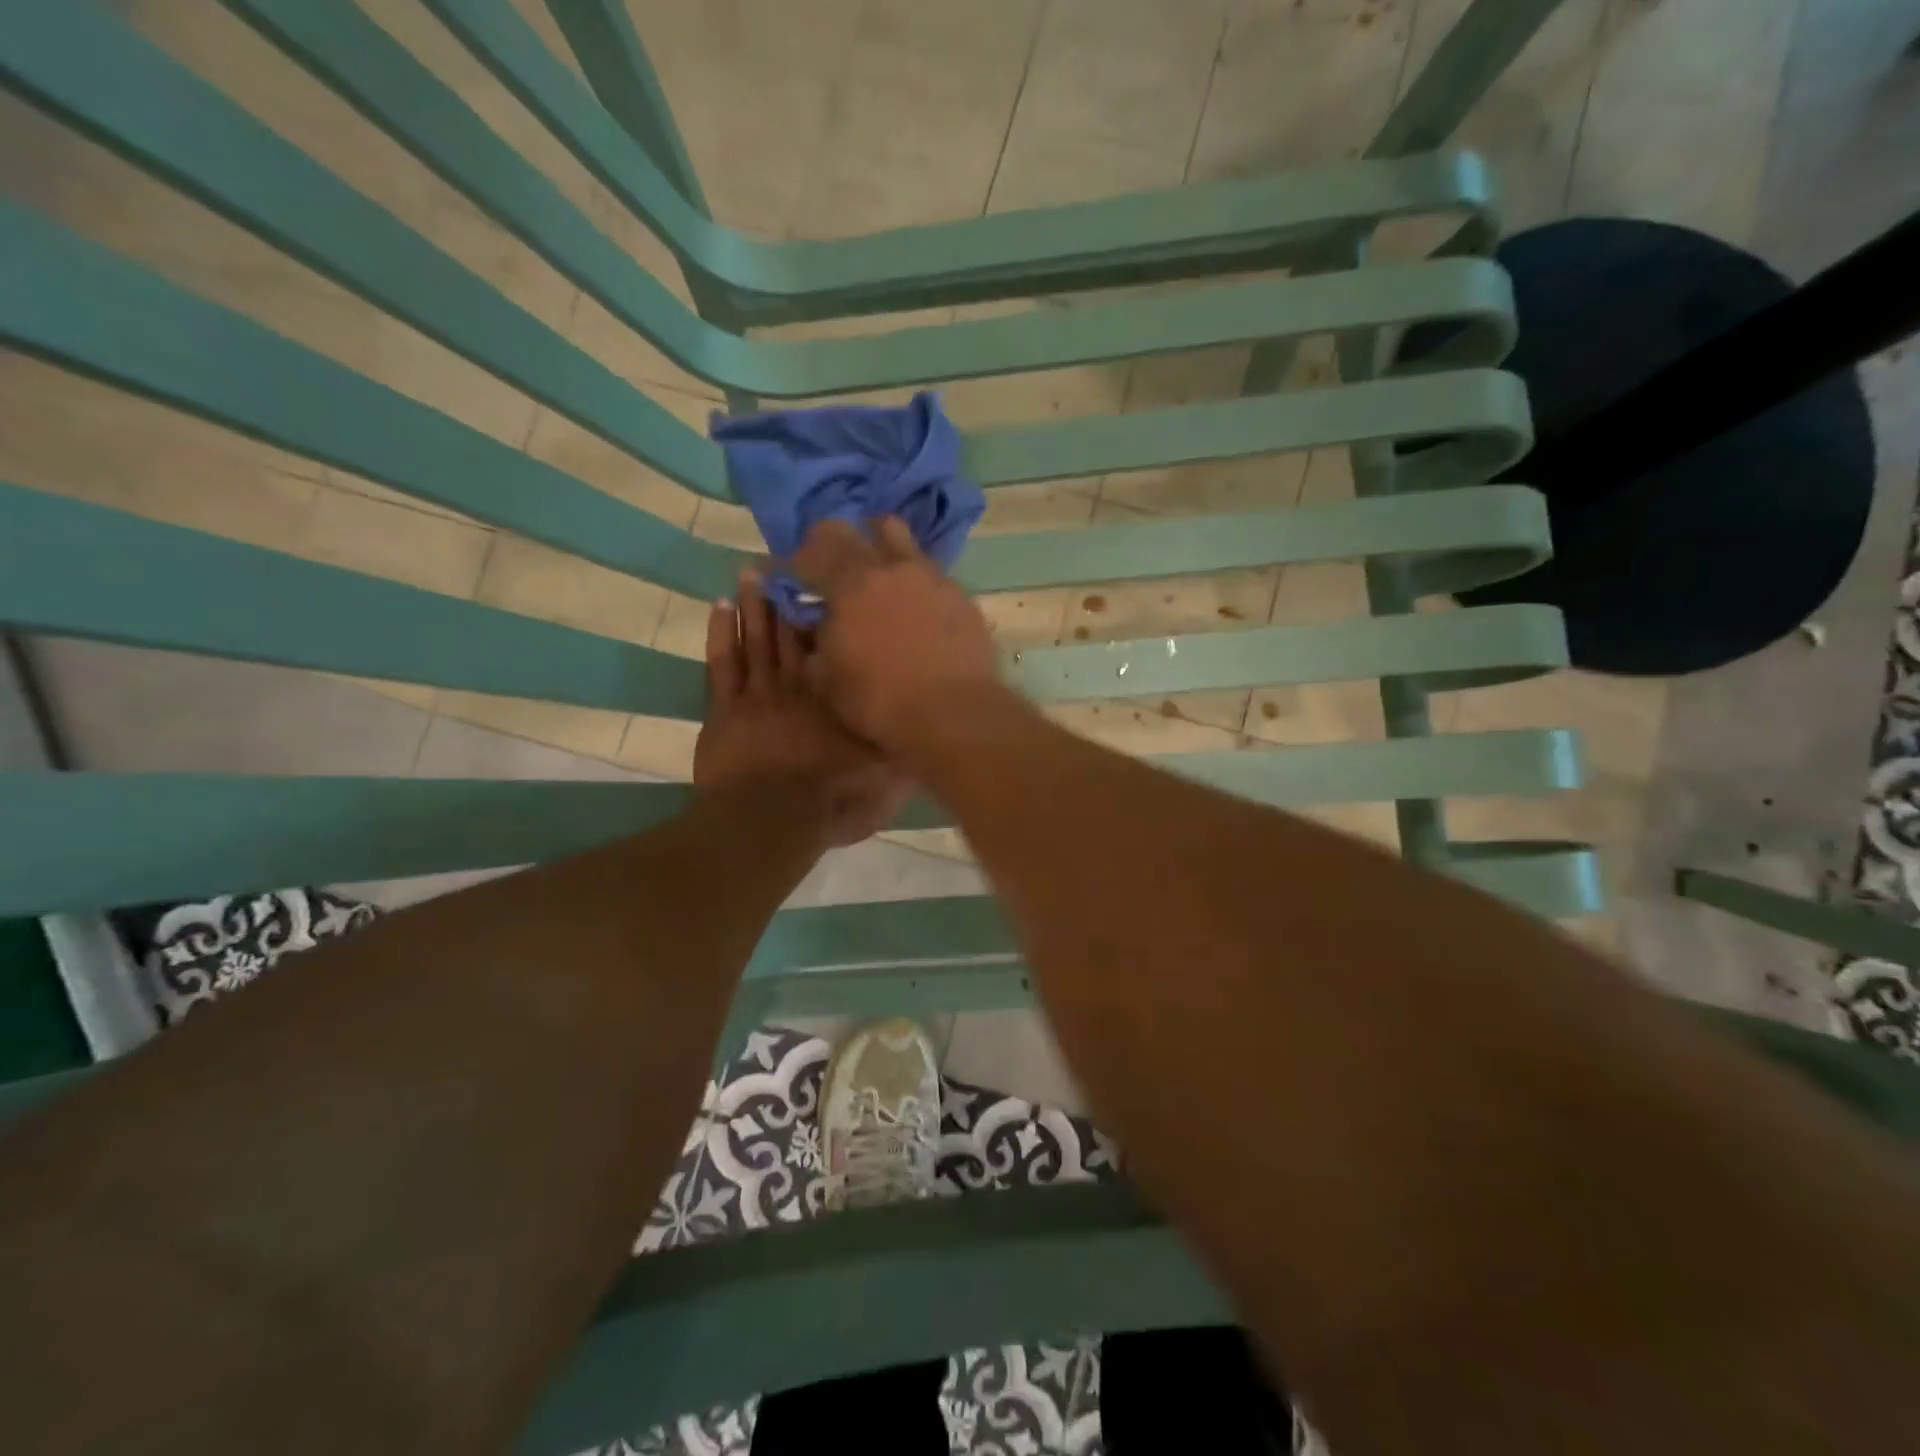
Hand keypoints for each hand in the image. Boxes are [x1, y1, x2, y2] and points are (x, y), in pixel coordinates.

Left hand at [694, 572, 910, 847]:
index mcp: (836, 698)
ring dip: (755, 605)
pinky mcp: (726, 712)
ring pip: (756, 639)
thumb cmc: (831, 800)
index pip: (834, 648)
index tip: (829, 582)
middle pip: (791, 633)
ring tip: (753, 570)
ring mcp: (758, 696)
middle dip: (789, 596)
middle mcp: (799, 686)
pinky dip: (721, 634)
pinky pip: (722, 664)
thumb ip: (904, 747)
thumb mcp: (885, 779)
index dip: (830, 614)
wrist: (772, 821)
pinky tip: (721, 606)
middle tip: (785, 559)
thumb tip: (925, 722)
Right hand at [790, 517, 1002, 752]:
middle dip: (832, 544)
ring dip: (878, 548)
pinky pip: (929, 573)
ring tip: (875, 578)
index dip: (790, 563)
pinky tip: (913, 610)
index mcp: (850, 583)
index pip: (810, 551)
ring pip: (899, 539)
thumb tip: (809, 622)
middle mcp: (892, 567)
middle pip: (855, 529)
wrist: (953, 715)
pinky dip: (912, 582)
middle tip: (827, 570)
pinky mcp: (961, 596)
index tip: (783, 577)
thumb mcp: (825, 680)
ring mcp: (931, 577)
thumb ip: (811, 642)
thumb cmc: (879, 702)